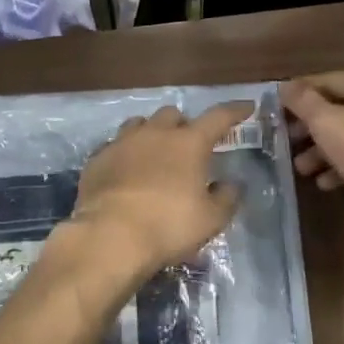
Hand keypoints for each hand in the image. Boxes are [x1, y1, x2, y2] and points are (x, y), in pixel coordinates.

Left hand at [56, 102, 253, 300]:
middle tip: (188, 145)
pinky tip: (125, 173)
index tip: (246, 107)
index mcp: (189, 143)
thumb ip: (226, 197)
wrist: (109, 236)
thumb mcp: (210, 219)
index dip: (235, 111)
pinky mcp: (97, 159)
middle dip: (183, 125)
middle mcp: (155, 133)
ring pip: (140, 124)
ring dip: (151, 133)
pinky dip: (125, 155)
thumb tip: (231, 184)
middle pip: (173, 114)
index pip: (218, 117)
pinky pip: (115, 146)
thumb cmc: (168, 225)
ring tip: (154, 153)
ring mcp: (122, 142)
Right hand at [282, 72, 343, 213]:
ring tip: (302, 169)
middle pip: (339, 108)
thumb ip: (303, 102)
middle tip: (287, 141)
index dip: (299, 94)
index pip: (328, 80)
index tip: (277, 108)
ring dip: (323, 150)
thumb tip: (284, 86)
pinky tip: (324, 182)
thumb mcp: (326, 123)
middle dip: (310, 128)